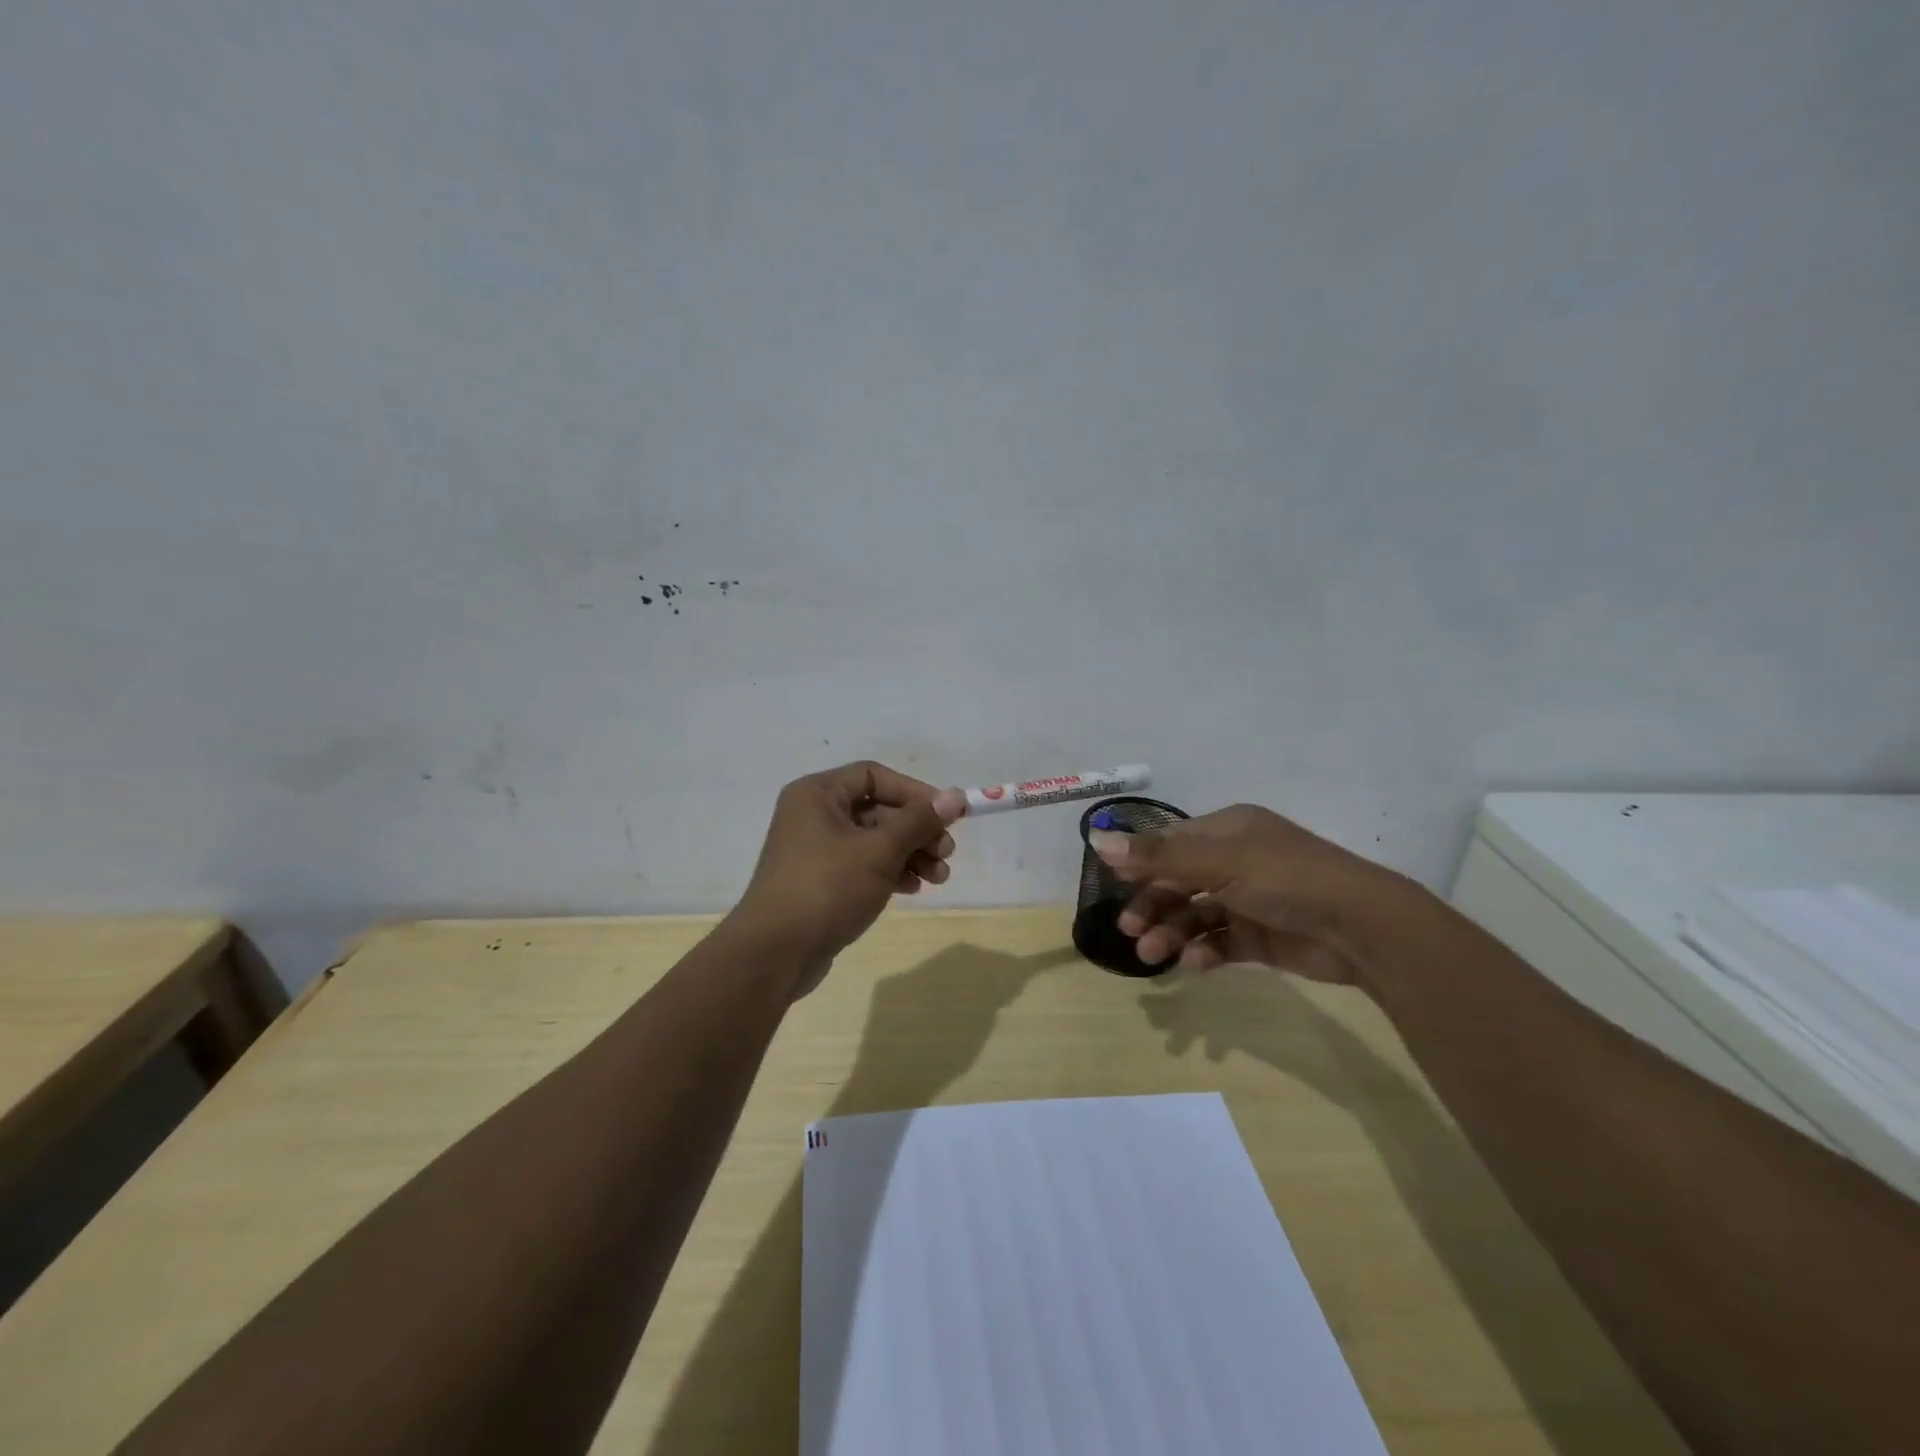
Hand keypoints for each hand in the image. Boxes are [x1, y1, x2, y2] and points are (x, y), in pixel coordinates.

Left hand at [731, 762, 964, 995]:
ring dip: (911, 854)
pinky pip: (864, 865)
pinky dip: (891, 872)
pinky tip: (913, 888)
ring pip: (875, 841)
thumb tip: (955, 795)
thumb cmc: (828, 888)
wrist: (776, 953)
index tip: (948, 813)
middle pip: (878, 810)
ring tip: (939, 877)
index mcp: (818, 794)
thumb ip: (919, 821)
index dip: (915, 791)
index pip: (874, 776)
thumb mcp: (880, 851)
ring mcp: (816, 850)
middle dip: (918, 830)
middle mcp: (814, 815)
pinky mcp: (822, 881)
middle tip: (948, 852)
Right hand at [1088, 804, 1408, 987]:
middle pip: (1180, 880)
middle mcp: (1237, 861)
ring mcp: (1250, 899)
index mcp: (1229, 831)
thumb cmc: (1287, 879)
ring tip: (1153, 955)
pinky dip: (1204, 950)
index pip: (1173, 842)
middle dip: (1153, 904)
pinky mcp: (1261, 936)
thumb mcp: (1220, 863)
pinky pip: (1221, 940)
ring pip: (1196, 913)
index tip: (1113, 882)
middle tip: (1130, 930)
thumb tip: (1096, 839)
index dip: (1142, 861)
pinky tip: (1194, 962)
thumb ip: (1158, 857)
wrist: (1363, 929)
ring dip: (1172, 931)